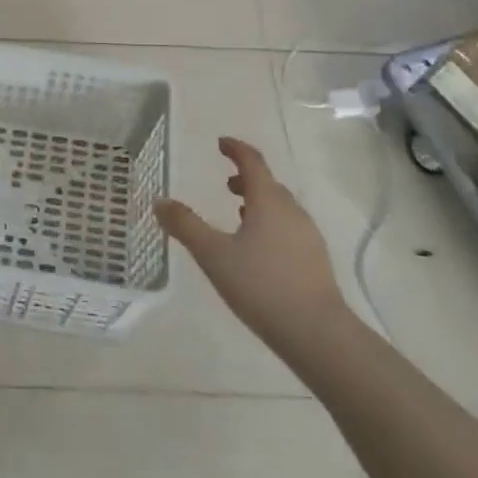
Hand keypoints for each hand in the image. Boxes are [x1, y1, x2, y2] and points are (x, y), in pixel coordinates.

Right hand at [156, 137, 347, 345]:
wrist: (318, 334)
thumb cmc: (261, 286)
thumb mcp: (214, 255)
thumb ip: (186, 226)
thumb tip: (160, 201)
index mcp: (268, 201)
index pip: (253, 162)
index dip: (236, 149)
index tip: (221, 143)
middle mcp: (292, 212)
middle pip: (269, 184)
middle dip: (246, 178)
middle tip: (225, 182)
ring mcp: (308, 236)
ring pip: (281, 208)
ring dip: (259, 202)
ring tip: (239, 214)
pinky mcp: (315, 261)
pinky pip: (289, 228)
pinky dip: (270, 224)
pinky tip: (259, 249)